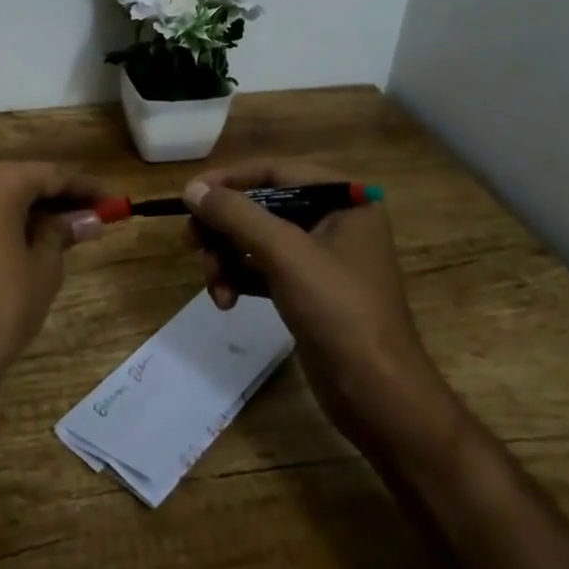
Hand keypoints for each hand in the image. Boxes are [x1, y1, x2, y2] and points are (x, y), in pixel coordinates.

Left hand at [0, 161, 107, 401]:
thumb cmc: (3, 304)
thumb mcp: (44, 265)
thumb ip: (64, 231)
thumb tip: (90, 219)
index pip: (51, 176)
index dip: (84, 188)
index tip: (113, 200)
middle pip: (26, 180)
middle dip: (61, 196)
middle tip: (97, 214)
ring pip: (6, 194)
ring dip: (38, 207)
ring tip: (76, 226)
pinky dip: (14, 217)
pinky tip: (41, 234)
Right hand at [183, 161, 454, 456]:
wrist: (379, 397)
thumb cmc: (339, 311)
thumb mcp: (284, 253)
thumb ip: (235, 214)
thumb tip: (191, 188)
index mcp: (344, 199)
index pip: (274, 171)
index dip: (228, 180)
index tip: (189, 195)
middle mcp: (334, 219)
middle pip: (260, 206)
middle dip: (223, 228)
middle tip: (191, 244)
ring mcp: (321, 256)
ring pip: (256, 238)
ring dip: (226, 257)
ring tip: (213, 285)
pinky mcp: (308, 289)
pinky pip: (262, 268)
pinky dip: (239, 278)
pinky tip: (225, 300)